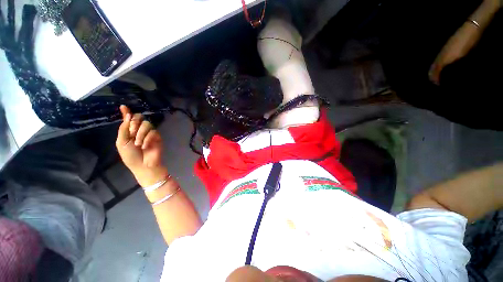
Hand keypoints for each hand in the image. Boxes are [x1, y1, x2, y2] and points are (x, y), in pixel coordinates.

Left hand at [116, 105, 167, 186]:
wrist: (143, 165)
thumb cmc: (130, 156)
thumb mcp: (121, 142)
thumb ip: (123, 128)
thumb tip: (128, 114)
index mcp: (129, 132)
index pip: (129, 119)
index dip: (126, 113)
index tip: (123, 106)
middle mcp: (139, 131)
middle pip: (139, 118)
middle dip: (134, 123)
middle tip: (132, 133)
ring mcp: (149, 134)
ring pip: (146, 124)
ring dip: (140, 134)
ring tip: (139, 144)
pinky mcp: (157, 137)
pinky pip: (153, 132)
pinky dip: (147, 139)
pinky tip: (145, 146)